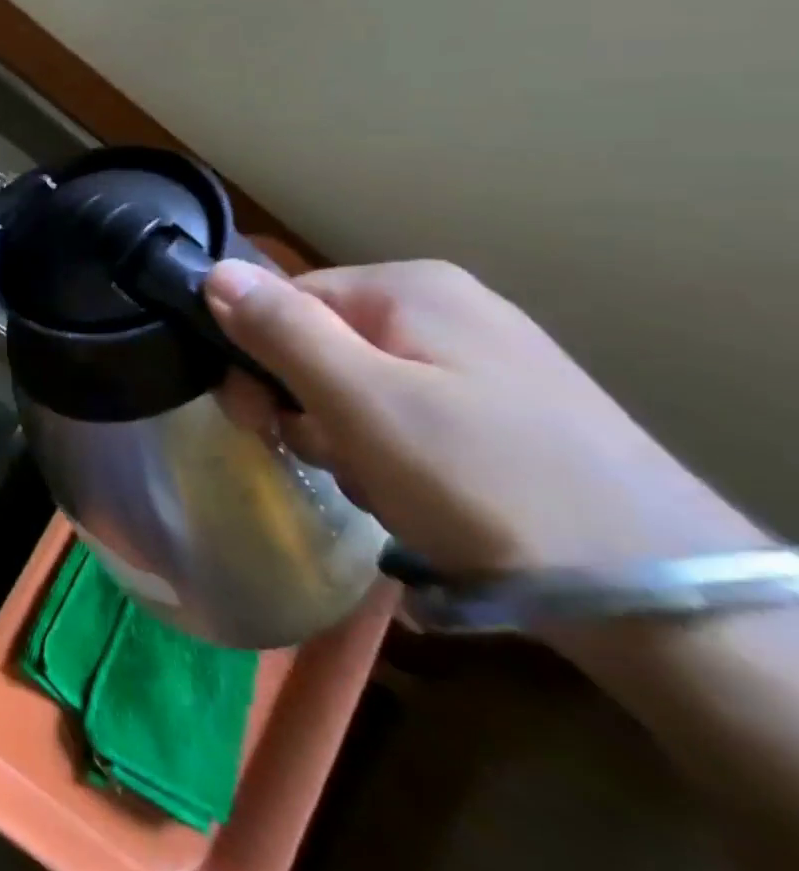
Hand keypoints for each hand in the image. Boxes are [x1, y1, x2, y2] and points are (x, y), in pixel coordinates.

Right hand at [206, 259, 761, 572]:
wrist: (660, 600)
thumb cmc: (483, 481)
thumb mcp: (361, 402)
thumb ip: (280, 330)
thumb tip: (211, 270)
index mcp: (408, 287)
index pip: (285, 302)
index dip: (257, 360)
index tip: (259, 421)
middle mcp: (444, 306)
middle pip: (321, 342)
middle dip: (308, 404)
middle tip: (330, 459)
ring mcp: (480, 358)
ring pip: (360, 385)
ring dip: (347, 436)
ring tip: (382, 485)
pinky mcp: (503, 409)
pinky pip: (408, 413)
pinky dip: (392, 452)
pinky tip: (417, 493)